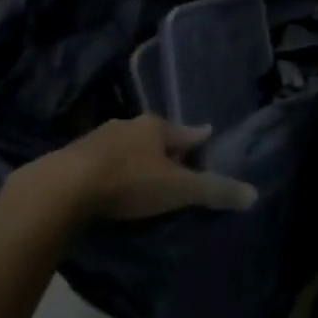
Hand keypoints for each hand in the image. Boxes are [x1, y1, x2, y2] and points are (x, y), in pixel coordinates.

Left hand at [41, 115, 256, 222]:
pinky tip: (108, 184)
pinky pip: (100, 160)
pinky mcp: (73, 157)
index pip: (187, 131)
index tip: (208, 137)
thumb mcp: (177, 189)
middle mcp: (129, 125)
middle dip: (165, 146)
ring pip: (126, 145)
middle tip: (176, 159)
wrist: (63, 188)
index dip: (199, 138)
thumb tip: (254, 193)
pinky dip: (109, 169)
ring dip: (135, 156)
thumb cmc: (129, 182)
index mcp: (156, 127)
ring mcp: (99, 138)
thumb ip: (213, 191)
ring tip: (142, 172)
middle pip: (155, 135)